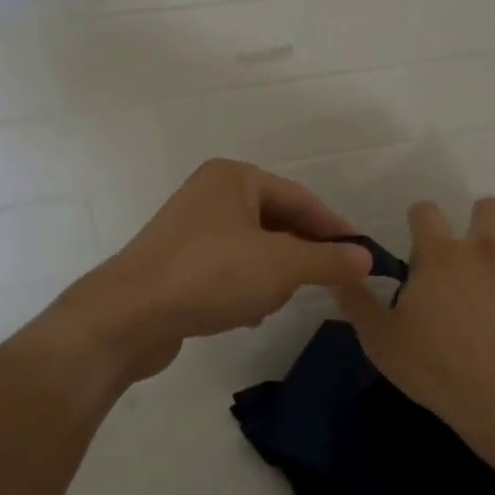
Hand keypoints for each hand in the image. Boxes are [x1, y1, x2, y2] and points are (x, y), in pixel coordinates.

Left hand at [51, 159, 372, 383]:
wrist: (129, 316)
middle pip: (277, 223)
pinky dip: (244, 288)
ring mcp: (190, 229)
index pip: (301, 199)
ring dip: (271, 277)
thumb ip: (328, 260)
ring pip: (253, 249)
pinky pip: (227, 269)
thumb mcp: (282, 266)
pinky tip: (246, 314)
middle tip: (325, 284)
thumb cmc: (211, 275)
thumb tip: (366, 259)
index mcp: (234, 178)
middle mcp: (211, 195)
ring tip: (274, 302)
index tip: (362, 257)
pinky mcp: (177, 263)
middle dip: (299, 257)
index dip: (334, 229)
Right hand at [337, 196, 494, 456]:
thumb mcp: (381, 342)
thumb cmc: (438, 372)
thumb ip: (357, 302)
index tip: (423, 236)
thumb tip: (337, 272)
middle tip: (482, 247)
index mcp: (440, 255)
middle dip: (483, 219)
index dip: (421, 219)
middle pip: (487, 205)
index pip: (425, 212)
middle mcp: (486, 244)